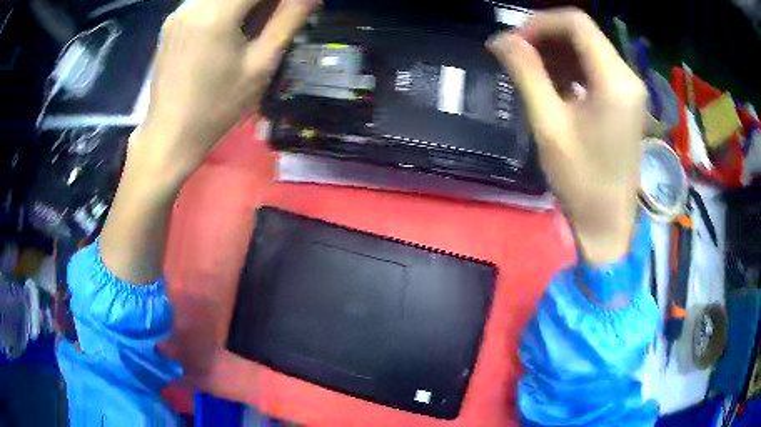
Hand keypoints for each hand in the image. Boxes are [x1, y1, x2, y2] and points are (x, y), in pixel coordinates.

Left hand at [130, 0, 318, 180]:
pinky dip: (225, 6)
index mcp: (215, 14)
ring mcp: (178, 12)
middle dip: (263, 1)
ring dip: (245, 3)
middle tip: (274, 19)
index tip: (291, 9)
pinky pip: (205, 1)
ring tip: (253, 25)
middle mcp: (192, 4)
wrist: (169, 136)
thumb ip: (288, 21)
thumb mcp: (259, 66)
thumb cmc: (216, 108)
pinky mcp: (171, 22)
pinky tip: (230, 26)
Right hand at [488, 9, 646, 263]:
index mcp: (615, 80)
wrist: (608, 224)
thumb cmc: (580, 182)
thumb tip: (501, 39)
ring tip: (532, 74)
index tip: (513, 44)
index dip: (539, 23)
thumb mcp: (548, 124)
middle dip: (546, 37)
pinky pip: (596, 68)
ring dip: (557, 52)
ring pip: (588, 48)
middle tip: (517, 57)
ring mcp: (630, 89)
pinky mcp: (626, 101)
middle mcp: (628, 76)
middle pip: (583, 32)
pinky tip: (554, 86)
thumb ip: (526, 73)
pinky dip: (571, 68)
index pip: (576, 22)